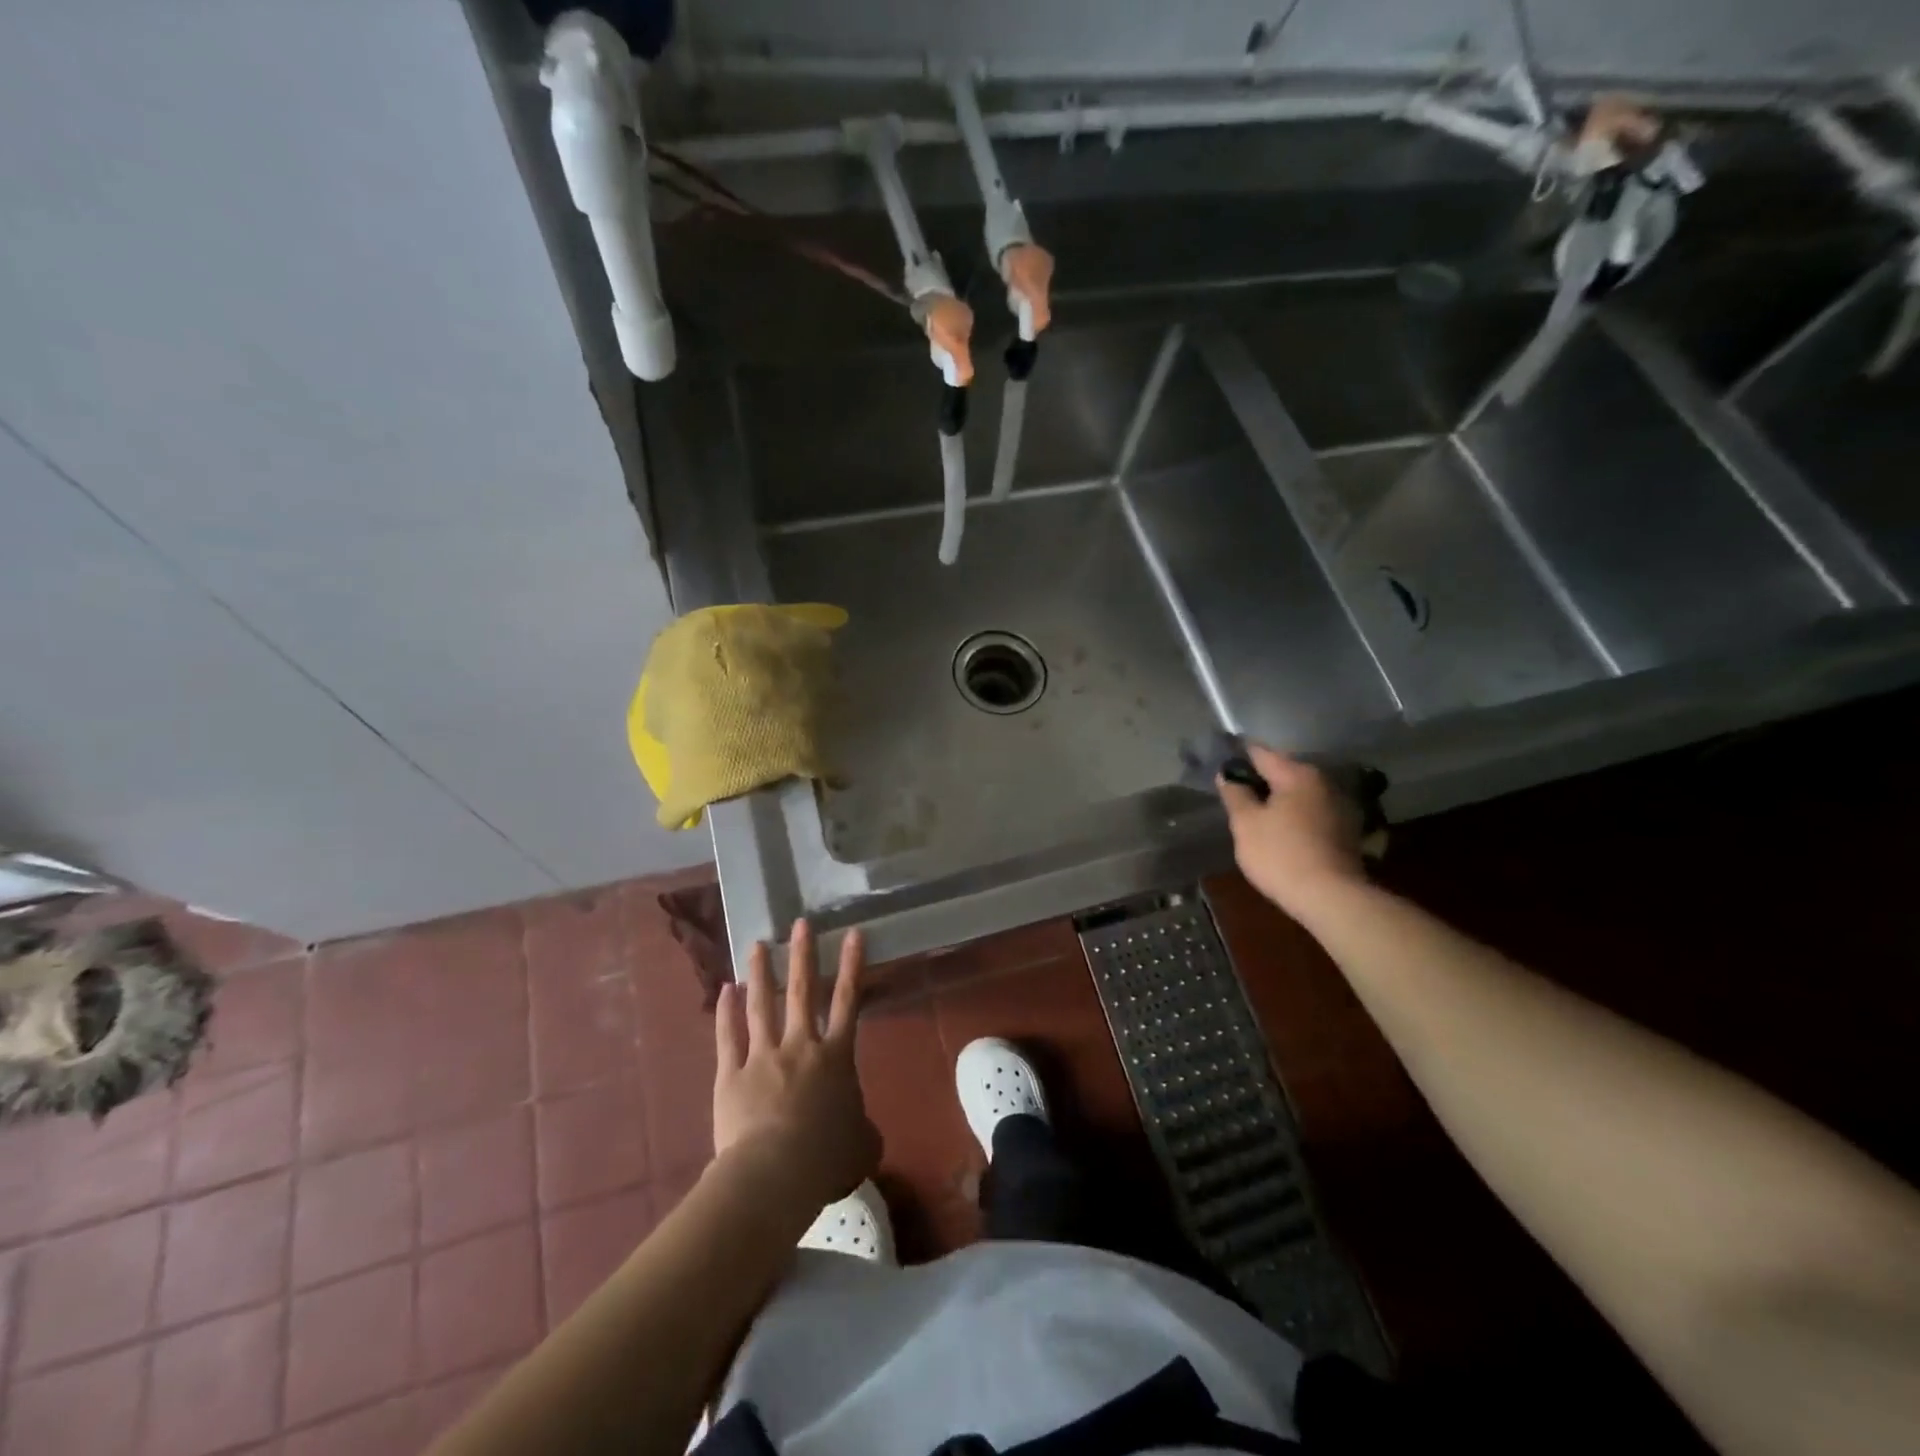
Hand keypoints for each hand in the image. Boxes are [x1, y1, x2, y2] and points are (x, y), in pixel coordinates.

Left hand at [712, 920, 879, 1213]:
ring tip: (758, 945)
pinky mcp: (731, 1074)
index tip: (851, 933)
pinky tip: (726, 988)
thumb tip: (863, 1131)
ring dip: (762, 973)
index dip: (852, 965)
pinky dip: (726, 1011)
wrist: (775, 1174)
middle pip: (803, 991)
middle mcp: (801, 1046)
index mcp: (836, 1058)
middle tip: (799, 923)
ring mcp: (763, 1056)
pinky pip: (728, 1036)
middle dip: (803, 954)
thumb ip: (864, 1129)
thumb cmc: (826, 1160)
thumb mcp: (863, 1146)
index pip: (848, 1001)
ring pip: (762, 1005)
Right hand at [1216, 745, 1366, 916]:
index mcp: (1297, 774)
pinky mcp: (1347, 830)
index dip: (1237, 757)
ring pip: (1299, 793)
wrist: (1331, 898)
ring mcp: (1339, 805)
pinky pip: (1312, 812)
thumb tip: (1227, 774)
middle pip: (1283, 771)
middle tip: (1236, 796)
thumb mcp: (1245, 824)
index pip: (1260, 753)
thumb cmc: (1280, 855)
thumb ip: (1235, 794)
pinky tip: (1282, 832)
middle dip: (1260, 780)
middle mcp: (1323, 782)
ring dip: (1279, 799)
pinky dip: (1295, 815)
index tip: (1221, 766)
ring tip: (1257, 815)